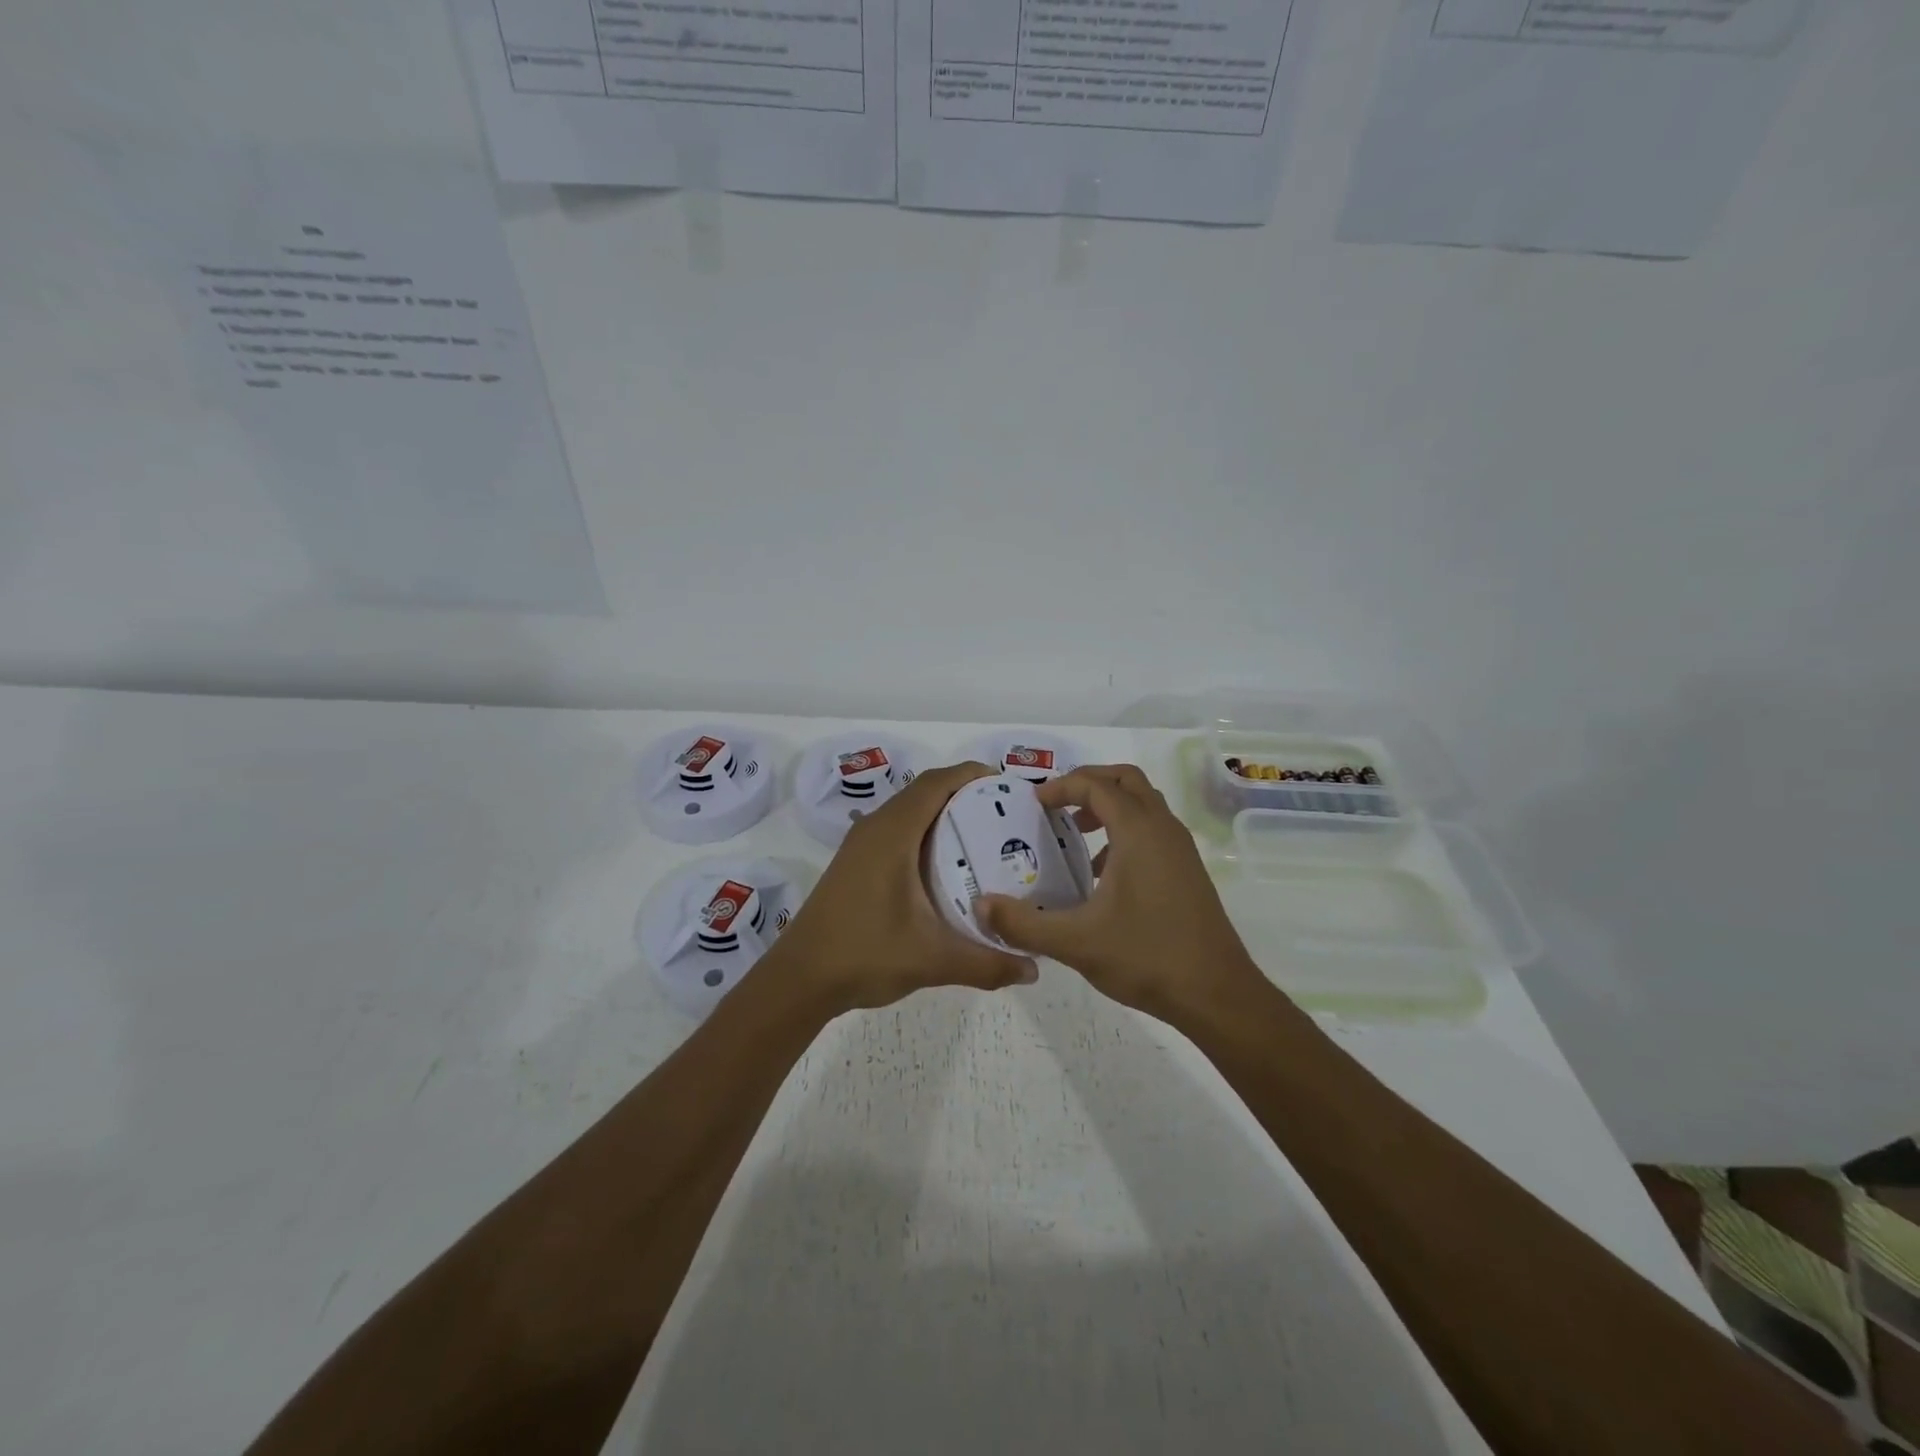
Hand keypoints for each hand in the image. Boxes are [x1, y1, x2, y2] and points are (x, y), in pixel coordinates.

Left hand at [765, 761, 1038, 1013]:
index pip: (936, 783)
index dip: (972, 775)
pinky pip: (896, 830)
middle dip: (964, 794)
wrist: (799, 979)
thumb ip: (987, 963)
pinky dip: (924, 832)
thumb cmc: (865, 955)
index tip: (1007, 786)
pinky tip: (945, 866)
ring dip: (942, 813)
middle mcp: (875, 828)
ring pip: (908, 811)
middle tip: (1005, 815)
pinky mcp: (854, 863)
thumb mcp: (933, 960)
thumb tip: (1034, 969)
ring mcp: (860, 845)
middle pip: (924, 791)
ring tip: (982, 836)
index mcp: (892, 833)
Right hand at [976, 764, 1265, 1022]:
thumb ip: (1024, 924)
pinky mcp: (1188, 871)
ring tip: (1077, 836)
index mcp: (1138, 831)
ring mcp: (1180, 850)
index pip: (1096, 785)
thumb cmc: (1147, 957)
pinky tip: (1103, 874)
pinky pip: (1153, 831)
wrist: (1217, 994)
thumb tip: (982, 906)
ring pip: (1144, 805)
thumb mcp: (1076, 942)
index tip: (1034, 803)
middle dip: (1089, 784)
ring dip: (1109, 808)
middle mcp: (1163, 829)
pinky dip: (1126, 832)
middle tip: (1056, 805)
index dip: (1061, 786)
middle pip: (1126, 781)